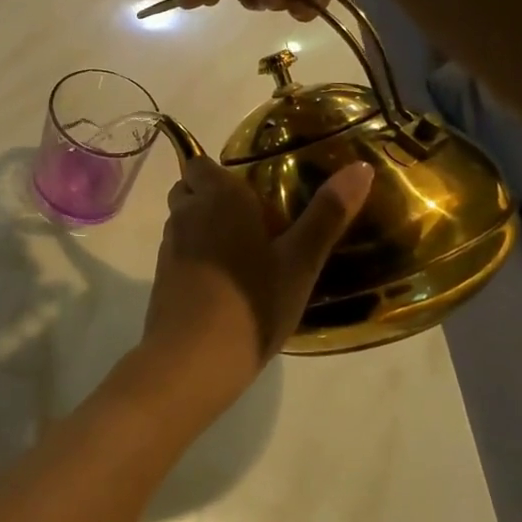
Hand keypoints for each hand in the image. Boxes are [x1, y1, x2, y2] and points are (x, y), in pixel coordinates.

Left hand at [141, 157, 374, 403]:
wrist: (193, 360)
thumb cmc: (253, 303)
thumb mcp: (300, 262)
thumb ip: (327, 214)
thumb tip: (361, 166)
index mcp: (219, 198)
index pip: (201, 162)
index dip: (224, 175)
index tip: (256, 196)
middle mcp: (186, 213)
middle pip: (191, 189)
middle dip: (215, 198)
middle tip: (256, 225)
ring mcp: (169, 246)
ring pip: (184, 220)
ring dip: (206, 227)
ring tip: (246, 255)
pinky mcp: (161, 276)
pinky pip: (180, 250)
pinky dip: (198, 255)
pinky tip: (226, 283)